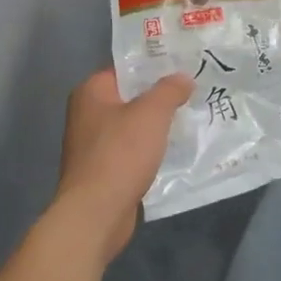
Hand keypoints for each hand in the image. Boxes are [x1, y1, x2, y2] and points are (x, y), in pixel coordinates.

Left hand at [53, 69, 192, 263]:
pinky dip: (150, 149)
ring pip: (133, 125)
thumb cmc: (120, 154)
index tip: (184, 67)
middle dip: (160, 97)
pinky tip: (175, 149)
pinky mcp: (102, 169)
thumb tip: (183, 77)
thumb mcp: (152, 113)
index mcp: (91, 92)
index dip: (155, 67)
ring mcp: (93, 144)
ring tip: (190, 118)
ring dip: (157, 125)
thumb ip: (169, 90)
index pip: (126, 69)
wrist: (96, 213)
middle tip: (193, 92)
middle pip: (130, 96)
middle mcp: (87, 114)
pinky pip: (131, 150)